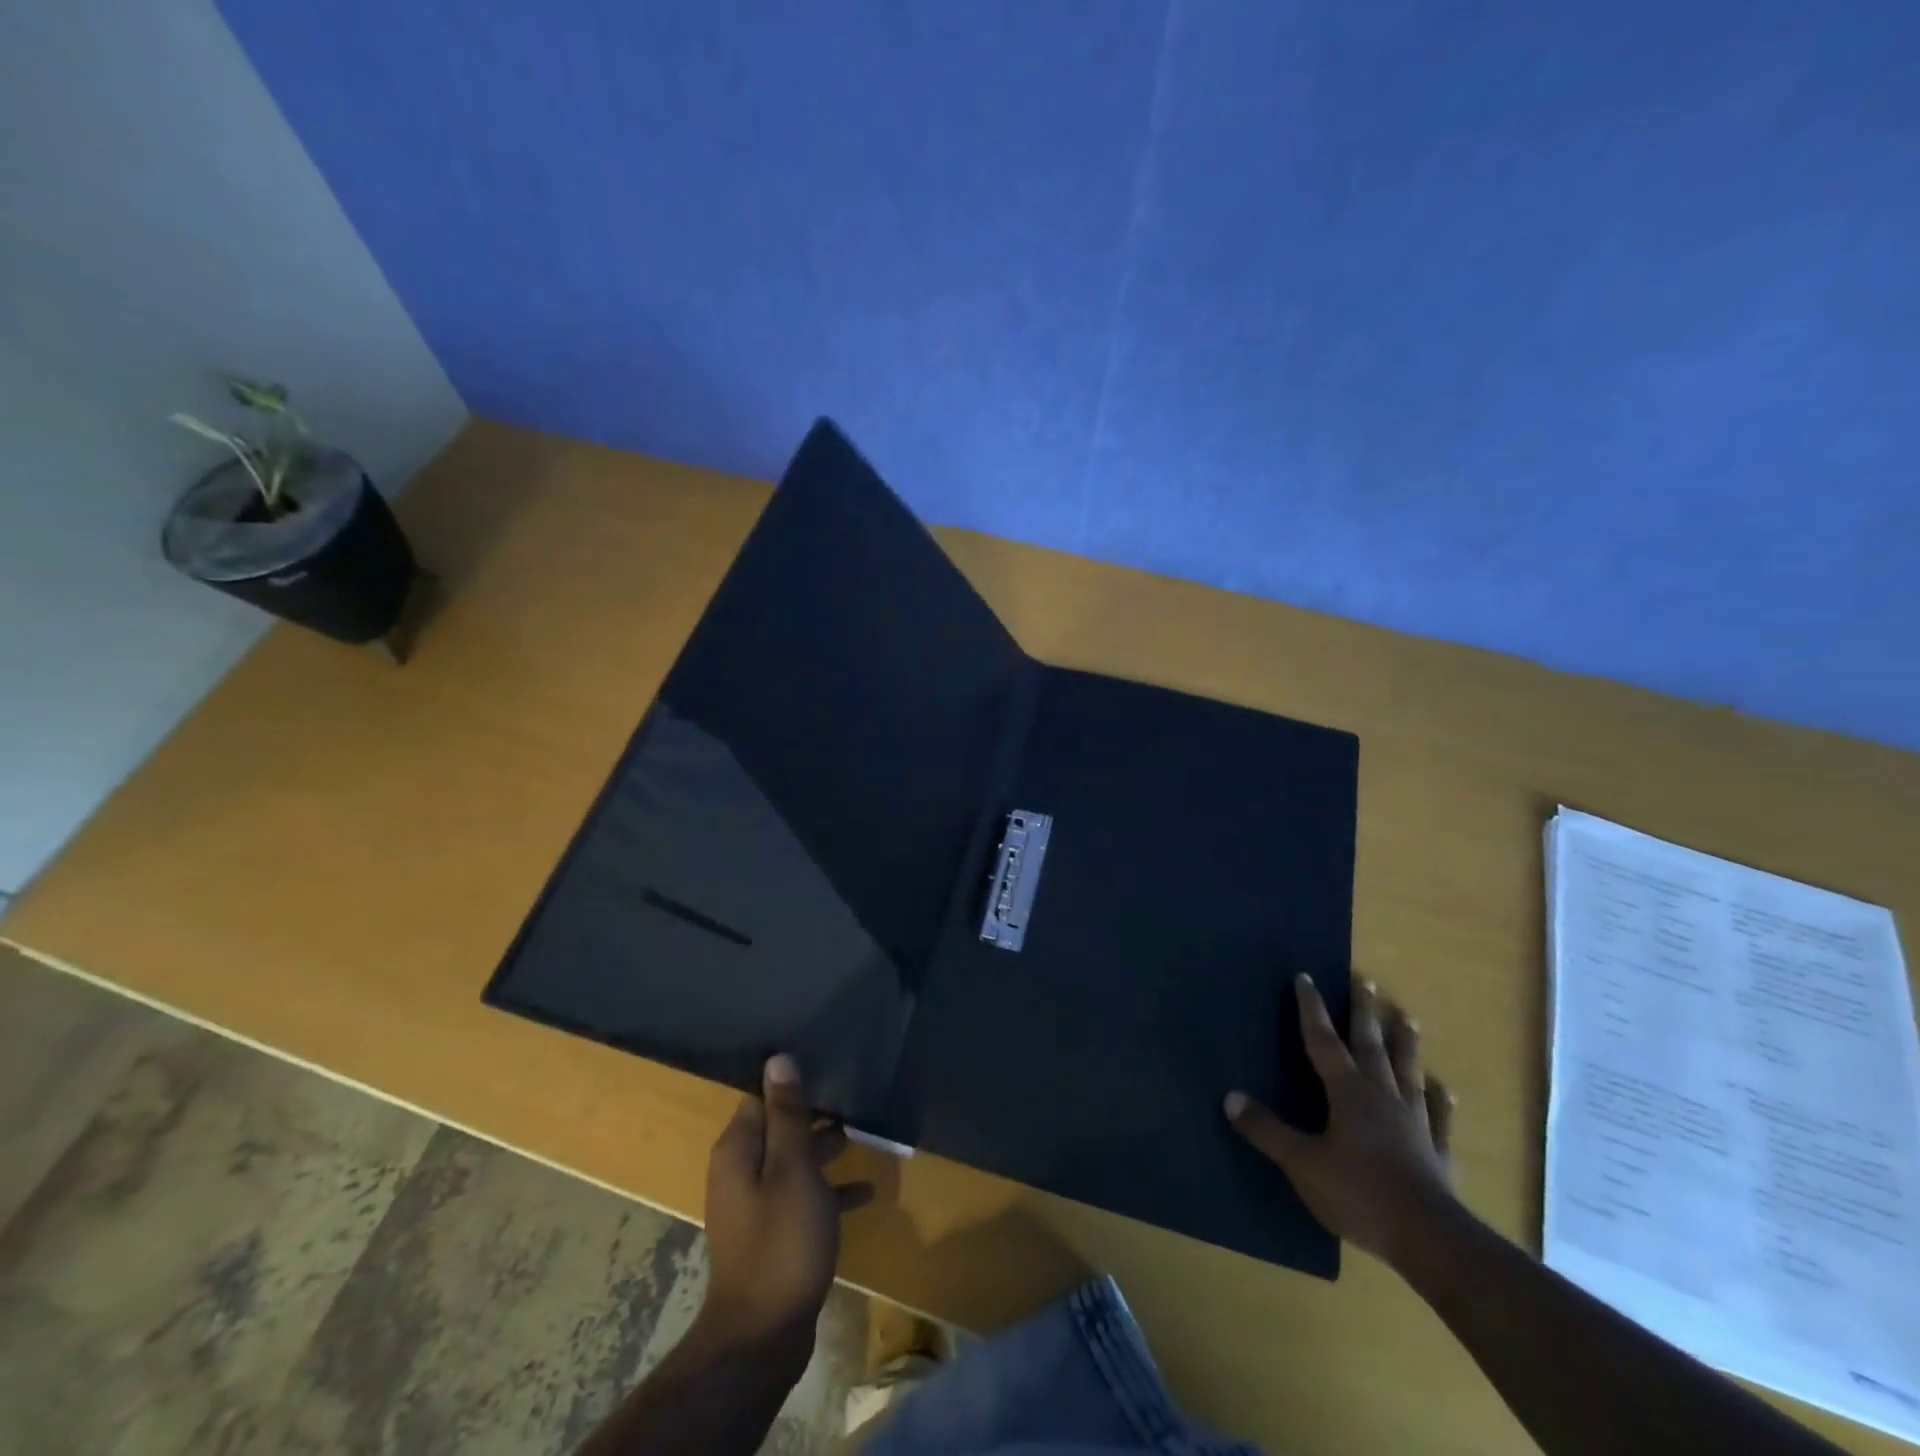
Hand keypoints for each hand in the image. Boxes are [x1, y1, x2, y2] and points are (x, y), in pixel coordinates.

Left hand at [696, 1055, 874, 1367]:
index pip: (761, 1098)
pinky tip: (866, 1193)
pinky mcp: (774, 1233)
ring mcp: (757, 1205)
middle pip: (779, 1128)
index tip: (825, 1066)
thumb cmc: (781, 1240)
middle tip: (854, 1097)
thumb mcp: (792, 1169)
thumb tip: (778, 1059)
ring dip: (825, 1150)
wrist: (764, 1335)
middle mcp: (741, 1171)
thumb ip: (787, 1115)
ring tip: (863, 1134)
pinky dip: (829, 1190)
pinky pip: (803, 1197)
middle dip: (814, 1115)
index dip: (791, 1083)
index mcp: (738, 1150)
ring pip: (794, 1162)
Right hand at [1225, 975, 1458, 1272]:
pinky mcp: (1437, 1153)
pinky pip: (1440, 1119)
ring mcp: (1415, 1123)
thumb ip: (1267, 1130)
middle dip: (1364, 1012)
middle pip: (1371, 1045)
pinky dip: (1442, 1102)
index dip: (1312, 1009)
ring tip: (1406, 1017)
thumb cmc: (1359, 1193)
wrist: (1430, 1240)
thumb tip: (1230, 1097)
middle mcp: (1382, 1096)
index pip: (1324, 1040)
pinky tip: (1445, 1090)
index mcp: (1348, 1092)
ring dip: (1405, 1044)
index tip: (1306, 977)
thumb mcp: (1302, 1163)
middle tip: (1365, 981)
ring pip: (1407, 1072)